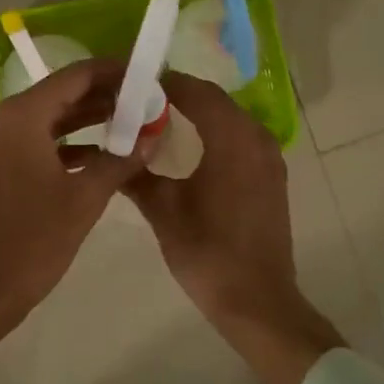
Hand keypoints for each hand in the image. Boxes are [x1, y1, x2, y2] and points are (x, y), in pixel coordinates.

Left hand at [0, 58, 149, 356]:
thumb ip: (120, 160)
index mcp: (20, 116)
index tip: (147, 75)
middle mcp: (0, 119)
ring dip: (85, 121)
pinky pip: (32, 142)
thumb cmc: (30, 242)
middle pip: (60, 94)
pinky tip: (98, 157)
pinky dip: (64, 145)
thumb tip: (152, 137)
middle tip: (146, 102)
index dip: (114, 72)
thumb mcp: (83, 200)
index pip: (75, 76)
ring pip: (46, 119)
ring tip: (130, 125)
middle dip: (104, 97)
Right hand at [124, 72, 343, 383]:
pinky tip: (191, 148)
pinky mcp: (272, 176)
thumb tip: (111, 151)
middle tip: (141, 102)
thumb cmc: (207, 253)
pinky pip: (241, 137)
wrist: (257, 300)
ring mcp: (269, 157)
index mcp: (231, 139)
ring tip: (160, 121)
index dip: (164, 83)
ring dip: (199, 113)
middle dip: (179, 95)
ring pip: (230, 118)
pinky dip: (215, 132)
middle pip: (215, 100)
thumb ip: (136, 175)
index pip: (196, 92)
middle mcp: (256, 138)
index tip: (132, 85)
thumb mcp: (163, 212)